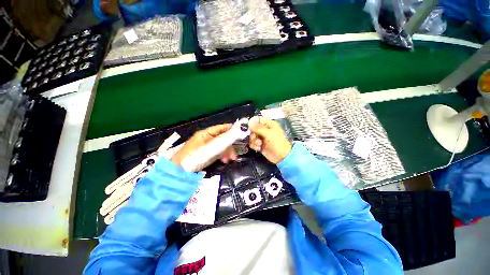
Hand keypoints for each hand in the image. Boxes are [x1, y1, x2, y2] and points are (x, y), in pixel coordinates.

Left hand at [167, 124, 237, 167]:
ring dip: (226, 152)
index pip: (219, 128)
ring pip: (220, 146)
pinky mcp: (206, 154)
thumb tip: (232, 134)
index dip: (228, 128)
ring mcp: (206, 146)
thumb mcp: (209, 147)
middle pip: (221, 138)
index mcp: (205, 134)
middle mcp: (206, 138)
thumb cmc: (194, 156)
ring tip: (230, 159)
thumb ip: (221, 140)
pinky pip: (217, 152)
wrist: (180, 169)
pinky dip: (222, 155)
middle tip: (234, 154)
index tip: (238, 129)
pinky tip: (224, 160)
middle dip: (229, 145)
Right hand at [248, 116, 291, 163]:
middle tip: (255, 138)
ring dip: (254, 141)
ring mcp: (262, 137)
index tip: (249, 128)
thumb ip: (258, 128)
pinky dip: (254, 146)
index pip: (257, 120)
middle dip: (253, 134)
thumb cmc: (277, 143)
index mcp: (269, 124)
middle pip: (253, 128)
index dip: (252, 123)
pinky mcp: (259, 145)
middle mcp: (264, 130)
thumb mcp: (268, 134)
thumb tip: (249, 122)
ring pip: (252, 136)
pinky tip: (259, 148)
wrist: (281, 157)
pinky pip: (252, 143)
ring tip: (259, 145)